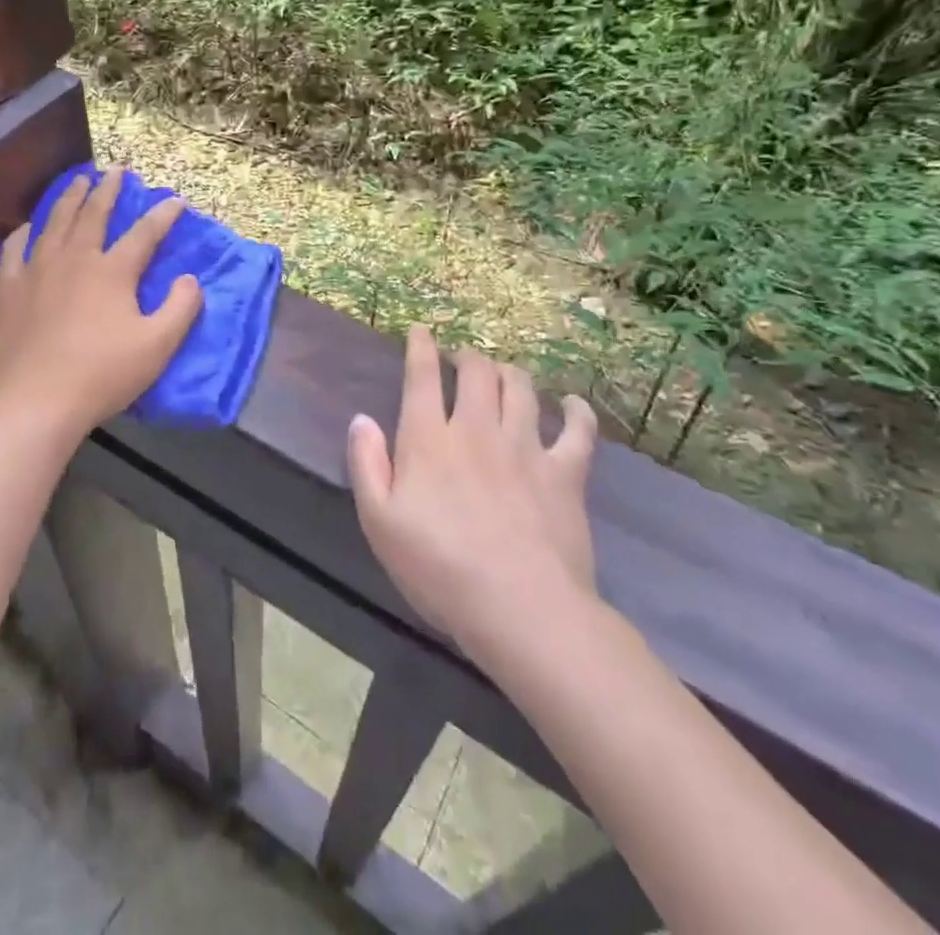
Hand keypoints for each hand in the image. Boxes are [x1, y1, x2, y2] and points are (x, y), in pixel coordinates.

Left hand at [0, 167, 203, 439]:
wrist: (38, 401)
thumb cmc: (103, 374)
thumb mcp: (158, 346)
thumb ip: (181, 308)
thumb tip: (189, 279)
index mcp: (112, 272)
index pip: (144, 234)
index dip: (163, 215)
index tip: (175, 200)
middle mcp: (74, 260)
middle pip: (93, 215)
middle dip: (108, 190)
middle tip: (116, 171)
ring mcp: (36, 271)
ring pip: (54, 223)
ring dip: (68, 199)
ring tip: (77, 181)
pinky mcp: (9, 289)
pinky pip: (13, 250)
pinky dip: (23, 234)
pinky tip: (27, 228)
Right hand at [347, 325, 599, 658]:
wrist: (520, 608)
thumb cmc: (438, 568)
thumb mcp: (379, 522)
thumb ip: (366, 464)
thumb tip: (362, 419)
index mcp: (429, 439)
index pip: (422, 376)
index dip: (420, 347)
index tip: (420, 331)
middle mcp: (477, 429)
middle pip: (476, 372)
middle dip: (466, 355)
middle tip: (461, 359)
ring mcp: (525, 447)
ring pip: (520, 388)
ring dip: (509, 372)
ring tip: (502, 374)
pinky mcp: (566, 473)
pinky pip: (577, 430)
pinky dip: (575, 411)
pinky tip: (570, 405)